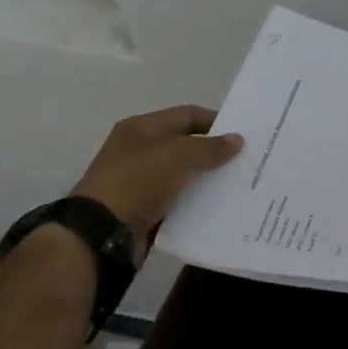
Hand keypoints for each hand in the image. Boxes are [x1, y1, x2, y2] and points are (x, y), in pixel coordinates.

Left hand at [71, 105, 244, 245]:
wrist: (101, 233)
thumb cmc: (138, 181)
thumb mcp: (179, 156)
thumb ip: (211, 147)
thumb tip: (237, 140)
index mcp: (142, 128)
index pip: (188, 115)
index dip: (216, 121)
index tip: (244, 135)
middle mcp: (140, 150)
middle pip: (187, 145)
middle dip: (215, 152)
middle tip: (246, 161)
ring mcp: (141, 181)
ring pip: (184, 175)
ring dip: (208, 179)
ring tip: (239, 185)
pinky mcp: (144, 209)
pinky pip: (177, 201)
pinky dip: (196, 203)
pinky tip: (219, 207)